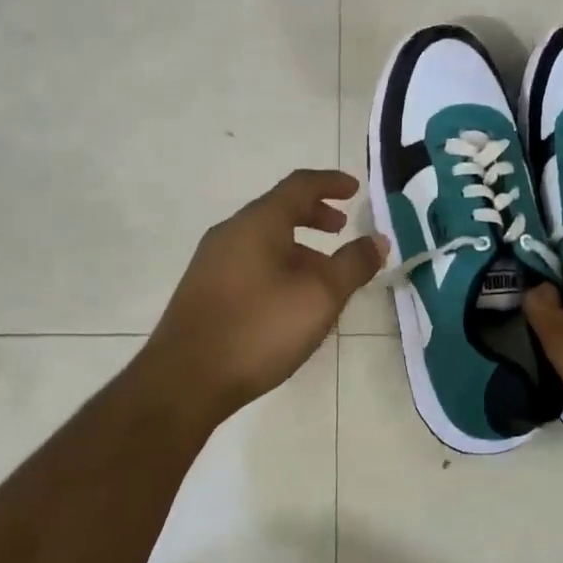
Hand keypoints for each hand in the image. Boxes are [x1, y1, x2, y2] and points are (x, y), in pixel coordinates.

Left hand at [140, 169, 387, 425]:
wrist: (185, 380)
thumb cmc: (259, 328)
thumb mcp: (320, 296)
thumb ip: (353, 264)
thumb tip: (378, 239)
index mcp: (258, 223)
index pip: (299, 185)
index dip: (331, 183)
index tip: (355, 189)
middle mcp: (230, 232)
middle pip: (278, 210)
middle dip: (314, 215)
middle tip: (341, 229)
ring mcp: (211, 262)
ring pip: (263, 239)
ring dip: (297, 245)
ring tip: (323, 273)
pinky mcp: (204, 291)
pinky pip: (249, 262)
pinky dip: (277, 264)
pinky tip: (289, 300)